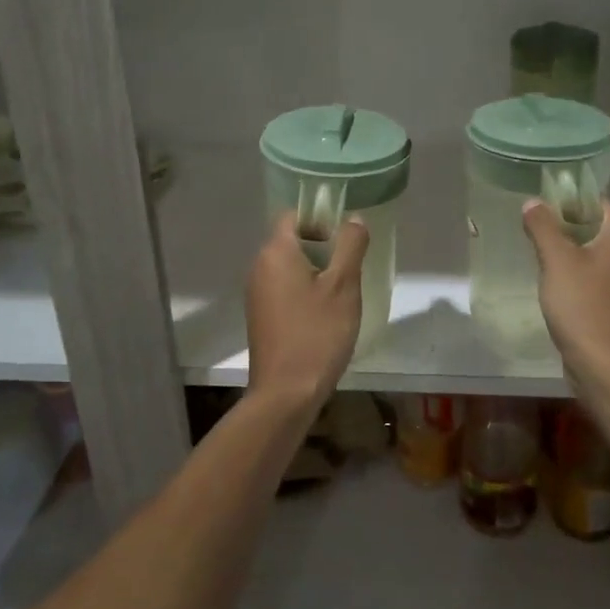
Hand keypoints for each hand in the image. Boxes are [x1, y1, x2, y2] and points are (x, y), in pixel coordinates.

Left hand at [245, 210, 369, 412]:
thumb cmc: (317, 333)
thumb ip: (350, 246)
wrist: (286, 393)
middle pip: (291, 241)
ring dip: (314, 272)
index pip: (293, 216)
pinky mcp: (260, 316)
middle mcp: (259, 267)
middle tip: (348, 269)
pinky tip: (323, 316)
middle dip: (321, 248)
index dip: (320, 220)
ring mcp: (256, 293)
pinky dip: (303, 292)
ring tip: (340, 295)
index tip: (344, 241)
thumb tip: (353, 219)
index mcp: (275, 252)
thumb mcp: (343, 286)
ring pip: (288, 267)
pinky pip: (283, 289)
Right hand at [522, 198, 609, 390]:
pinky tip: (553, 285)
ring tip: (538, 257)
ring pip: (593, 253)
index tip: (538, 206)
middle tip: (531, 232)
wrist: (607, 366)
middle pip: (594, 226)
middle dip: (563, 227)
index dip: (566, 200)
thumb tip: (533, 202)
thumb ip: (543, 226)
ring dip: (567, 254)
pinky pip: (595, 277)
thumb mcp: (557, 259)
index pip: (596, 202)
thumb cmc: (584, 305)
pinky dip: (576, 276)